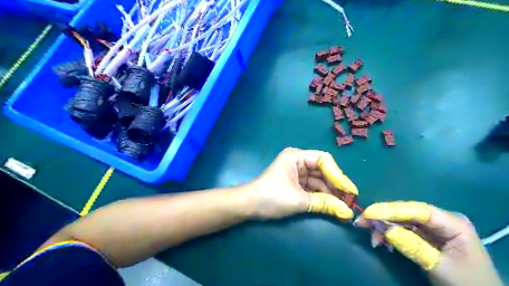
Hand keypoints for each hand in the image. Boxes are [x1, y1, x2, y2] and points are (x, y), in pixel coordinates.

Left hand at [247, 149, 357, 220]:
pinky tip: (332, 205)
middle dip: (335, 185)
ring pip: (319, 180)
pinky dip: (321, 196)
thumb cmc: (271, 197)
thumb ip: (324, 204)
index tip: (350, 190)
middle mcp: (298, 161)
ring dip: (330, 192)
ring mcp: (297, 172)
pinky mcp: (295, 183)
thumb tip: (348, 213)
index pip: (324, 160)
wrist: (248, 206)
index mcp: (296, 157)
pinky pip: (312, 187)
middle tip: (350, 201)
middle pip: (323, 170)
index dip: (338, 175)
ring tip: (344, 206)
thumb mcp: (299, 200)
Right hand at [355, 201, 502, 285]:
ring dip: (384, 228)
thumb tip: (386, 230)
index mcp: (452, 222)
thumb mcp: (441, 267)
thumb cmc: (468, 284)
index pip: (417, 210)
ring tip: (372, 239)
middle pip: (406, 213)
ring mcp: (432, 228)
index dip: (391, 210)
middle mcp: (440, 220)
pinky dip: (389, 235)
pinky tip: (380, 241)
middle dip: (382, 217)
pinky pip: (403, 230)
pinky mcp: (425, 236)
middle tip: (360, 222)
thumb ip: (414, 246)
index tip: (369, 213)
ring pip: (401, 221)